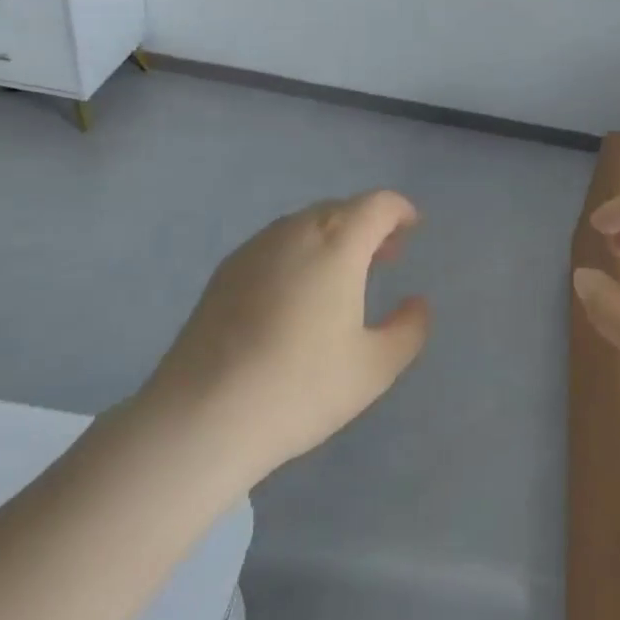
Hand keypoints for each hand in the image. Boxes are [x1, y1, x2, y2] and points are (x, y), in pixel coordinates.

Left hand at [137, 191, 430, 485]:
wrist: (203, 415)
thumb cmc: (301, 387)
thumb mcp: (375, 368)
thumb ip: (409, 329)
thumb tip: (416, 304)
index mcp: (337, 243)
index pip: (377, 204)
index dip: (400, 211)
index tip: (412, 229)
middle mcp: (295, 232)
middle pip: (340, 209)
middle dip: (368, 225)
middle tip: (385, 258)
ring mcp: (254, 249)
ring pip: (305, 225)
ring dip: (332, 238)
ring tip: (342, 277)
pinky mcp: (224, 272)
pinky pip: (275, 245)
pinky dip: (299, 253)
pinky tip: (297, 295)